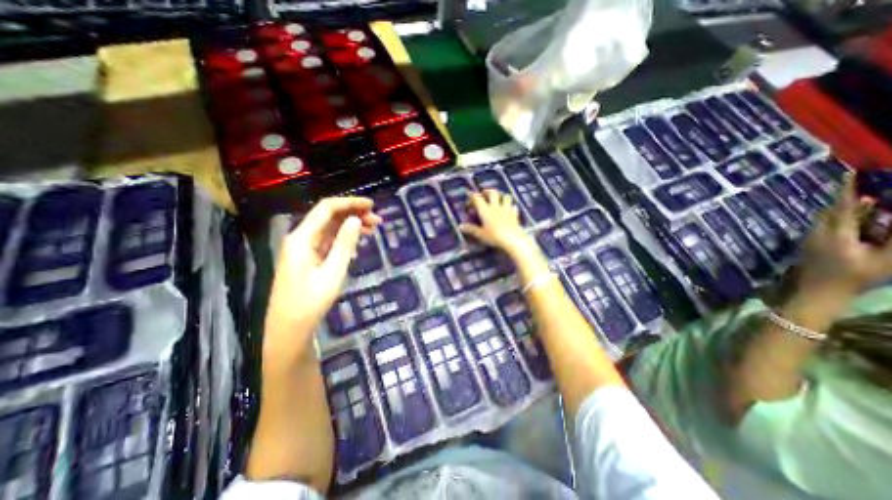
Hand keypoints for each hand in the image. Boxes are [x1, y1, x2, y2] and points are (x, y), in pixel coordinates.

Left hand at [263, 196, 378, 358]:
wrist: (289, 328)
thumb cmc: (310, 302)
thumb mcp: (333, 272)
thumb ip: (344, 243)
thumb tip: (356, 220)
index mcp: (302, 238)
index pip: (326, 209)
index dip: (350, 203)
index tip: (372, 205)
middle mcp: (300, 238)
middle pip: (328, 217)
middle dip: (353, 215)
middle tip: (377, 222)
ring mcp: (303, 248)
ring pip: (329, 229)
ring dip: (350, 226)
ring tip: (372, 230)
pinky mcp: (307, 258)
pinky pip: (327, 241)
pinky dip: (343, 239)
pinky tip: (356, 245)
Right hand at [455, 189, 531, 255]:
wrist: (513, 239)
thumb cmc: (494, 236)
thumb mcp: (480, 234)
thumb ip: (471, 229)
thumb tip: (460, 226)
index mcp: (485, 210)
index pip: (477, 198)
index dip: (472, 195)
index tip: (468, 196)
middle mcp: (496, 207)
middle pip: (492, 192)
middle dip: (487, 191)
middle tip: (483, 194)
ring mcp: (506, 209)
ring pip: (505, 196)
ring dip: (501, 196)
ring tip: (498, 199)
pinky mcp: (514, 215)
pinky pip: (513, 206)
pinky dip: (510, 206)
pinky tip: (509, 209)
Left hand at [794, 175, 890, 297]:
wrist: (818, 292)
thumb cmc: (854, 277)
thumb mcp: (886, 258)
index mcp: (834, 233)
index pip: (842, 206)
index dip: (846, 189)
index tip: (849, 173)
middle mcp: (817, 232)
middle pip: (832, 211)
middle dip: (851, 200)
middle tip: (873, 190)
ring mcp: (811, 239)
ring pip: (827, 219)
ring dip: (848, 212)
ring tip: (873, 205)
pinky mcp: (810, 246)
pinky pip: (825, 228)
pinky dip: (843, 222)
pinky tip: (861, 225)